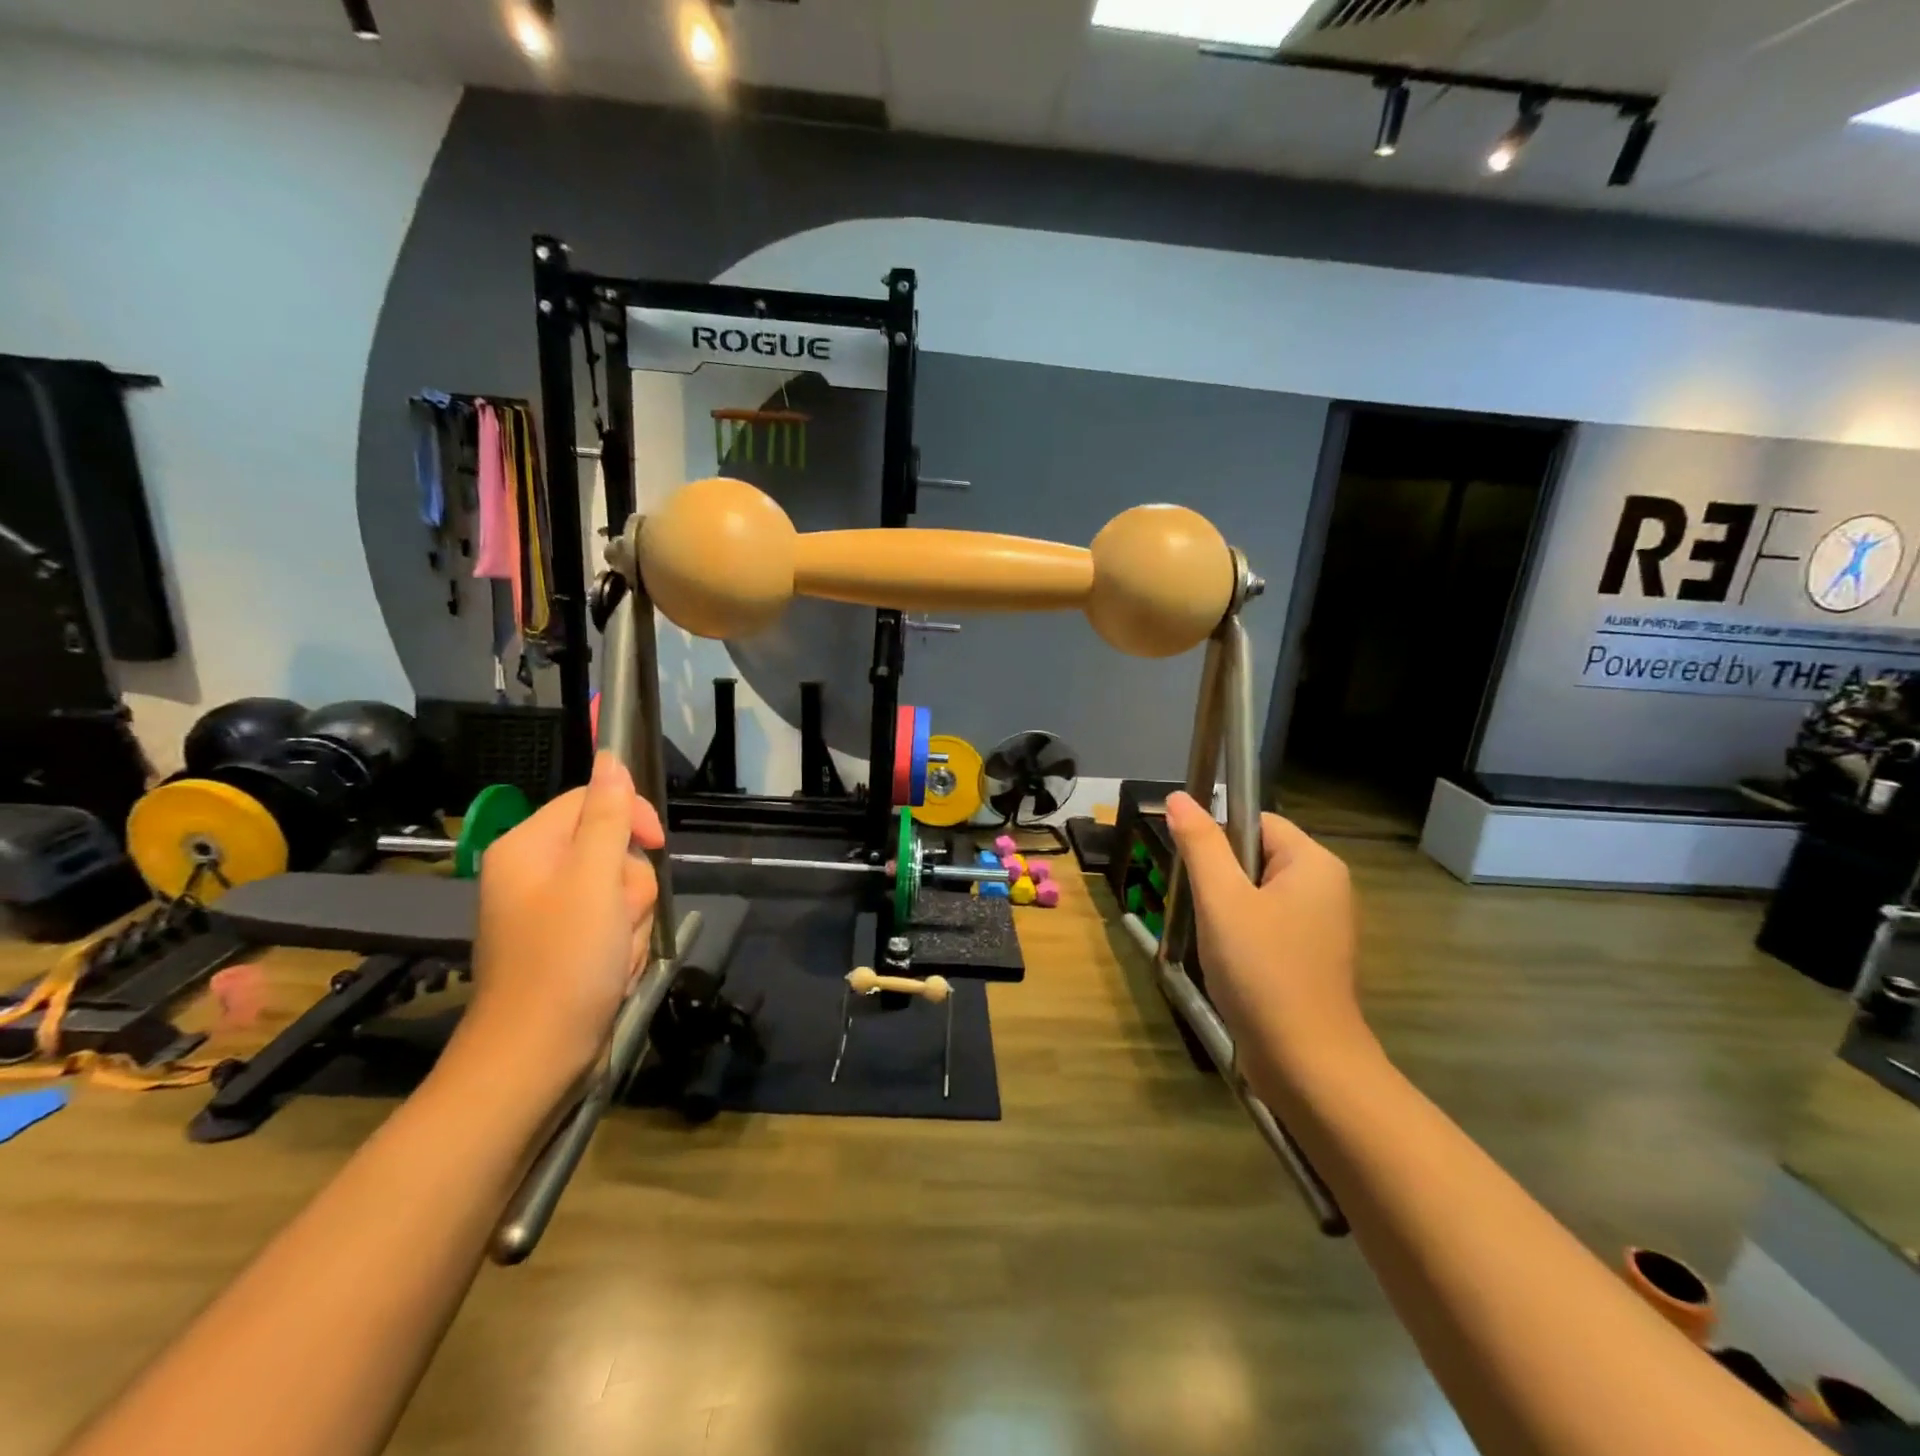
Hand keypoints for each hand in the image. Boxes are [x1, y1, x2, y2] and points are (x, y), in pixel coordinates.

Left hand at [457, 752, 665, 1088]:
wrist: (537, 1057)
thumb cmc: (565, 961)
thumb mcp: (594, 879)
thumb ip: (608, 816)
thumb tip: (610, 757)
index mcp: (529, 846)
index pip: (594, 800)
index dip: (632, 818)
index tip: (656, 846)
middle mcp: (536, 872)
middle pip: (614, 848)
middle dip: (631, 886)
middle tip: (618, 919)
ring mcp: (553, 911)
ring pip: (622, 889)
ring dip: (632, 920)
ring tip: (614, 953)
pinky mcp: (569, 943)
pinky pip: (615, 923)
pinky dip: (623, 945)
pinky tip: (612, 970)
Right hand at [1163, 792, 1368, 1080]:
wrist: (1306, 1064)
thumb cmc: (1263, 971)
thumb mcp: (1222, 900)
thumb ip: (1200, 844)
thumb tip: (1178, 797)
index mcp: (1314, 863)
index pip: (1256, 821)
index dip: (1218, 839)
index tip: (1196, 874)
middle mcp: (1325, 887)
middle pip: (1255, 856)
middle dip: (1221, 880)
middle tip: (1204, 912)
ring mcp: (1321, 925)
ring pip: (1256, 894)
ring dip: (1226, 911)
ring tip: (1216, 942)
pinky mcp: (1310, 956)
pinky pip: (1267, 924)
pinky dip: (1242, 936)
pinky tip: (1230, 963)